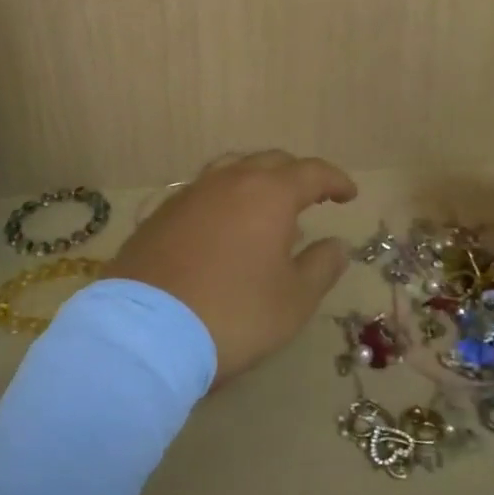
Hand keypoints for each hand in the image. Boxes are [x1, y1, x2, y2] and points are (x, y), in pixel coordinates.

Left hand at [110, 151, 358, 382]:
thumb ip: (320, 267)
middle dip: (295, 174)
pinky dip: (223, 200)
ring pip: (230, 170)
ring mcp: (189, 194)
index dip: (334, 180)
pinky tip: (222, 227)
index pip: (310, 172)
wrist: (145, 333)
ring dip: (255, 181)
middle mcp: (228, 181)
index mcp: (268, 194)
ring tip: (265, 208)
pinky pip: (202, 193)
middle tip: (311, 196)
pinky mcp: (160, 214)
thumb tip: (337, 244)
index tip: (349, 194)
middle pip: (269, 162)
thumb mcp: (293, 300)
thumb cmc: (234, 314)